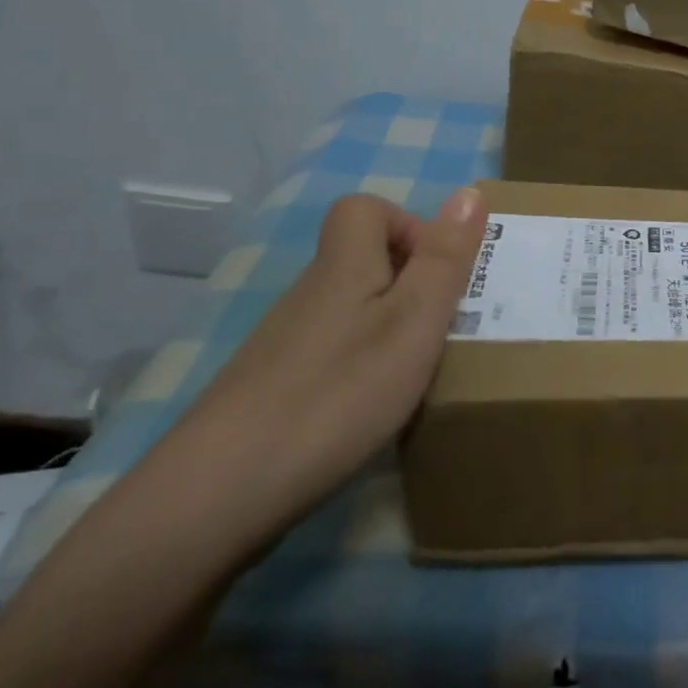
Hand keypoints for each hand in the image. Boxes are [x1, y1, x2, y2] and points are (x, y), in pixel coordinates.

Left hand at [140, 187, 488, 560]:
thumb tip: (469, 192)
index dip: (408, 225)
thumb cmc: (338, 393)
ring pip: (349, 310)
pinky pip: (330, 353)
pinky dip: (360, 368)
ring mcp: (285, 344)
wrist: (218, 495)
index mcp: (344, 267)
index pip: (363, 209)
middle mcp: (310, 295)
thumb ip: (445, 258)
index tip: (438, 273)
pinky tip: (369, 411)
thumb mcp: (414, 320)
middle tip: (440, 328)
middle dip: (410, 283)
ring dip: (388, 328)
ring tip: (414, 374)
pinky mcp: (271, 390)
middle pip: (360, 260)